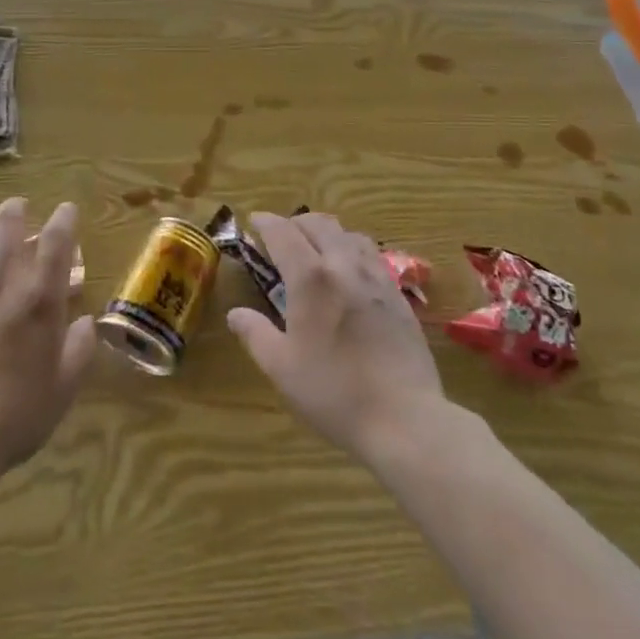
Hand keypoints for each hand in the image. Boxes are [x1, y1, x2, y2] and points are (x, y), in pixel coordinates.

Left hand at [0, 195, 94, 488]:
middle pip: (6, 226)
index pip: (55, 241)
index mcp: (38, 298)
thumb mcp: (62, 389)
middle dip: (15, 209)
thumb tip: (84, 322)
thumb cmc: (13, 418)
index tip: (66, 209)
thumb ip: (78, 350)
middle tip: (18, 205)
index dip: (63, 218)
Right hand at [227, 211, 447, 461]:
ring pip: (348, 234)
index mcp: (311, 277)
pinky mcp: (397, 294)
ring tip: (316, 249)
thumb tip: (235, 314)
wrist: (404, 417)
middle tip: (281, 237)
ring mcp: (376, 276)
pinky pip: (371, 254)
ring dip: (326, 232)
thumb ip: (256, 334)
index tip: (253, 221)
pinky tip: (350, 273)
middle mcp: (344, 264)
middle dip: (295, 222)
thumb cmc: (334, 392)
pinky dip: (352, 249)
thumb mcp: (282, 368)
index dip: (265, 222)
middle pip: (318, 223)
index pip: (283, 232)